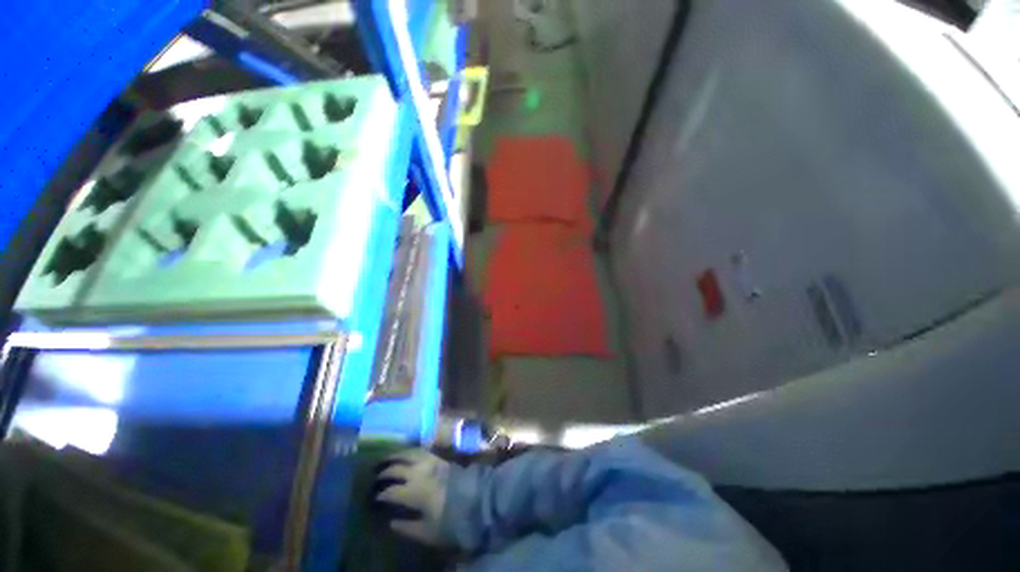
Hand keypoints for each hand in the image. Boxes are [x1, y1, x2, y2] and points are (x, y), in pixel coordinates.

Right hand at [373, 449, 450, 545]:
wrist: (478, 499)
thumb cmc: (453, 519)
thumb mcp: (428, 532)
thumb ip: (407, 527)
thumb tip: (391, 522)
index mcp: (415, 491)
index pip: (390, 491)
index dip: (379, 495)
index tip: (372, 500)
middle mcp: (420, 472)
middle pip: (396, 469)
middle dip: (383, 473)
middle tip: (373, 478)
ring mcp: (431, 461)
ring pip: (408, 454)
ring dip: (395, 456)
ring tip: (385, 460)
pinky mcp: (440, 457)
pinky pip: (420, 450)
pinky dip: (409, 451)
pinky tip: (406, 454)